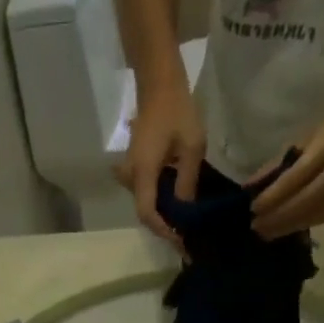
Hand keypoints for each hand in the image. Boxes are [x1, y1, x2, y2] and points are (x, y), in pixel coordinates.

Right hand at [114, 74, 204, 247]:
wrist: (158, 83)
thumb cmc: (177, 109)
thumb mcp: (193, 145)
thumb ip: (187, 181)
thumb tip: (185, 210)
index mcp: (143, 173)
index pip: (147, 213)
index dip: (163, 230)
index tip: (181, 239)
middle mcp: (131, 177)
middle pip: (145, 212)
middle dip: (166, 226)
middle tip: (188, 235)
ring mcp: (130, 173)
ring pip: (146, 203)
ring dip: (164, 214)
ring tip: (185, 221)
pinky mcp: (134, 167)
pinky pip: (146, 192)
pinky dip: (160, 200)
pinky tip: (177, 201)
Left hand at [250, 108, 323, 238]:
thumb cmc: (323, 136)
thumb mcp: (299, 141)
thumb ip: (275, 166)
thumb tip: (248, 189)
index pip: (299, 175)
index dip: (275, 195)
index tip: (254, 209)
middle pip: (309, 199)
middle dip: (280, 217)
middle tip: (257, 227)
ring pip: (317, 213)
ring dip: (288, 226)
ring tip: (267, 232)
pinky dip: (302, 224)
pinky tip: (285, 229)